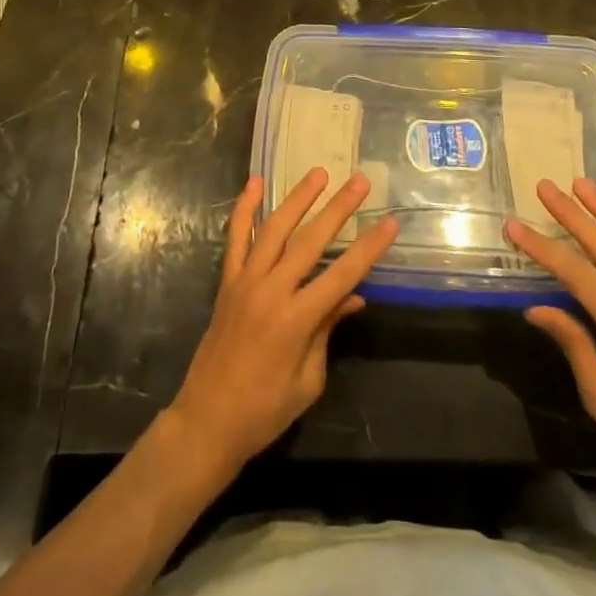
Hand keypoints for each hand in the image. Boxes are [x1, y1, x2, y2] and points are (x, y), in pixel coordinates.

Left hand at [169, 168, 398, 474]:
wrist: (206, 422)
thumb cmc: (264, 411)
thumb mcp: (308, 381)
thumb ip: (327, 331)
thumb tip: (353, 296)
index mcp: (296, 321)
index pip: (341, 275)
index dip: (368, 248)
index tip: (389, 223)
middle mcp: (270, 292)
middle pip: (310, 241)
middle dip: (338, 209)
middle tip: (360, 182)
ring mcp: (244, 282)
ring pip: (273, 229)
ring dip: (297, 199)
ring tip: (318, 173)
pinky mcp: (226, 282)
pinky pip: (235, 239)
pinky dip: (243, 209)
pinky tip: (254, 183)